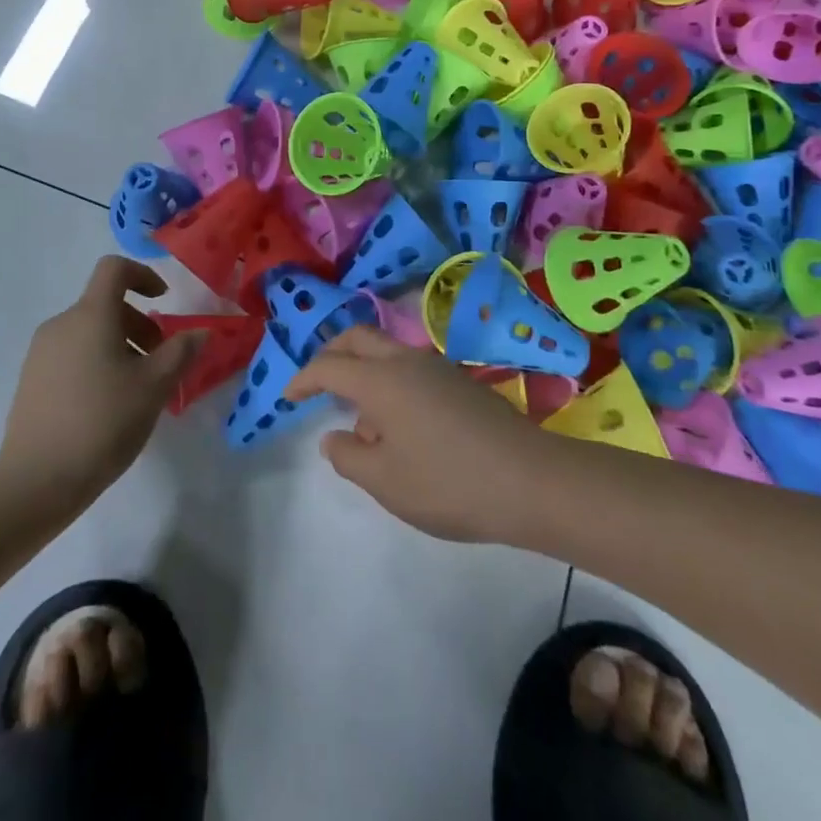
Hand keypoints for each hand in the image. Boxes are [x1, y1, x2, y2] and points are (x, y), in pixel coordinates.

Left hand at [0, 256, 202, 509]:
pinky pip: (71, 355)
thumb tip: (200, 331)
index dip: (143, 275)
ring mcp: (40, 353)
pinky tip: (107, 407)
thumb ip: (180, 352)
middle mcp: (61, 324)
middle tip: (159, 362)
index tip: (163, 301)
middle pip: (105, 304)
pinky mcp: (31, 380)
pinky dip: (96, 363)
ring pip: (89, 332)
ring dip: (119, 346)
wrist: (36, 481)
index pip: (114, 269)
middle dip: (138, 324)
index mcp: (90, 315)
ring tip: (137, 389)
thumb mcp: (154, 387)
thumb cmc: (103, 422)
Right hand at [285, 327, 557, 544]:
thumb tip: (333, 437)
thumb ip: (349, 456)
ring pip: (387, 352)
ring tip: (364, 426)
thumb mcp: (386, 482)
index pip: (330, 366)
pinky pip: (411, 369)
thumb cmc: (449, 483)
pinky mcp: (460, 382)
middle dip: (332, 353)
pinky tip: (402, 430)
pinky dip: (391, 384)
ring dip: (365, 372)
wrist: (531, 480)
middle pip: (358, 338)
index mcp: (381, 380)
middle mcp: (406, 361)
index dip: (304, 377)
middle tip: (317, 382)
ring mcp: (437, 367)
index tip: (289, 394)